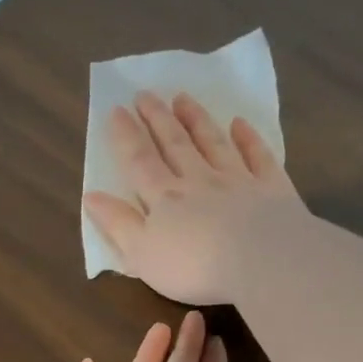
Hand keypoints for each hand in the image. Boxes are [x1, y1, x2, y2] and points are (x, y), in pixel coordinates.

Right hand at [84, 91, 309, 304]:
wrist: (261, 262)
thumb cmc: (194, 267)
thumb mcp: (142, 254)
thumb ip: (118, 224)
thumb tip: (91, 196)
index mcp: (164, 199)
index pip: (140, 162)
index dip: (126, 136)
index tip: (116, 110)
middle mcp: (199, 181)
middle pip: (175, 145)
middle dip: (158, 119)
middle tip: (146, 94)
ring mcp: (237, 181)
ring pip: (213, 143)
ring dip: (196, 120)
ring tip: (183, 98)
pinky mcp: (271, 189)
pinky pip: (258, 157)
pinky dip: (248, 139)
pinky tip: (240, 124)